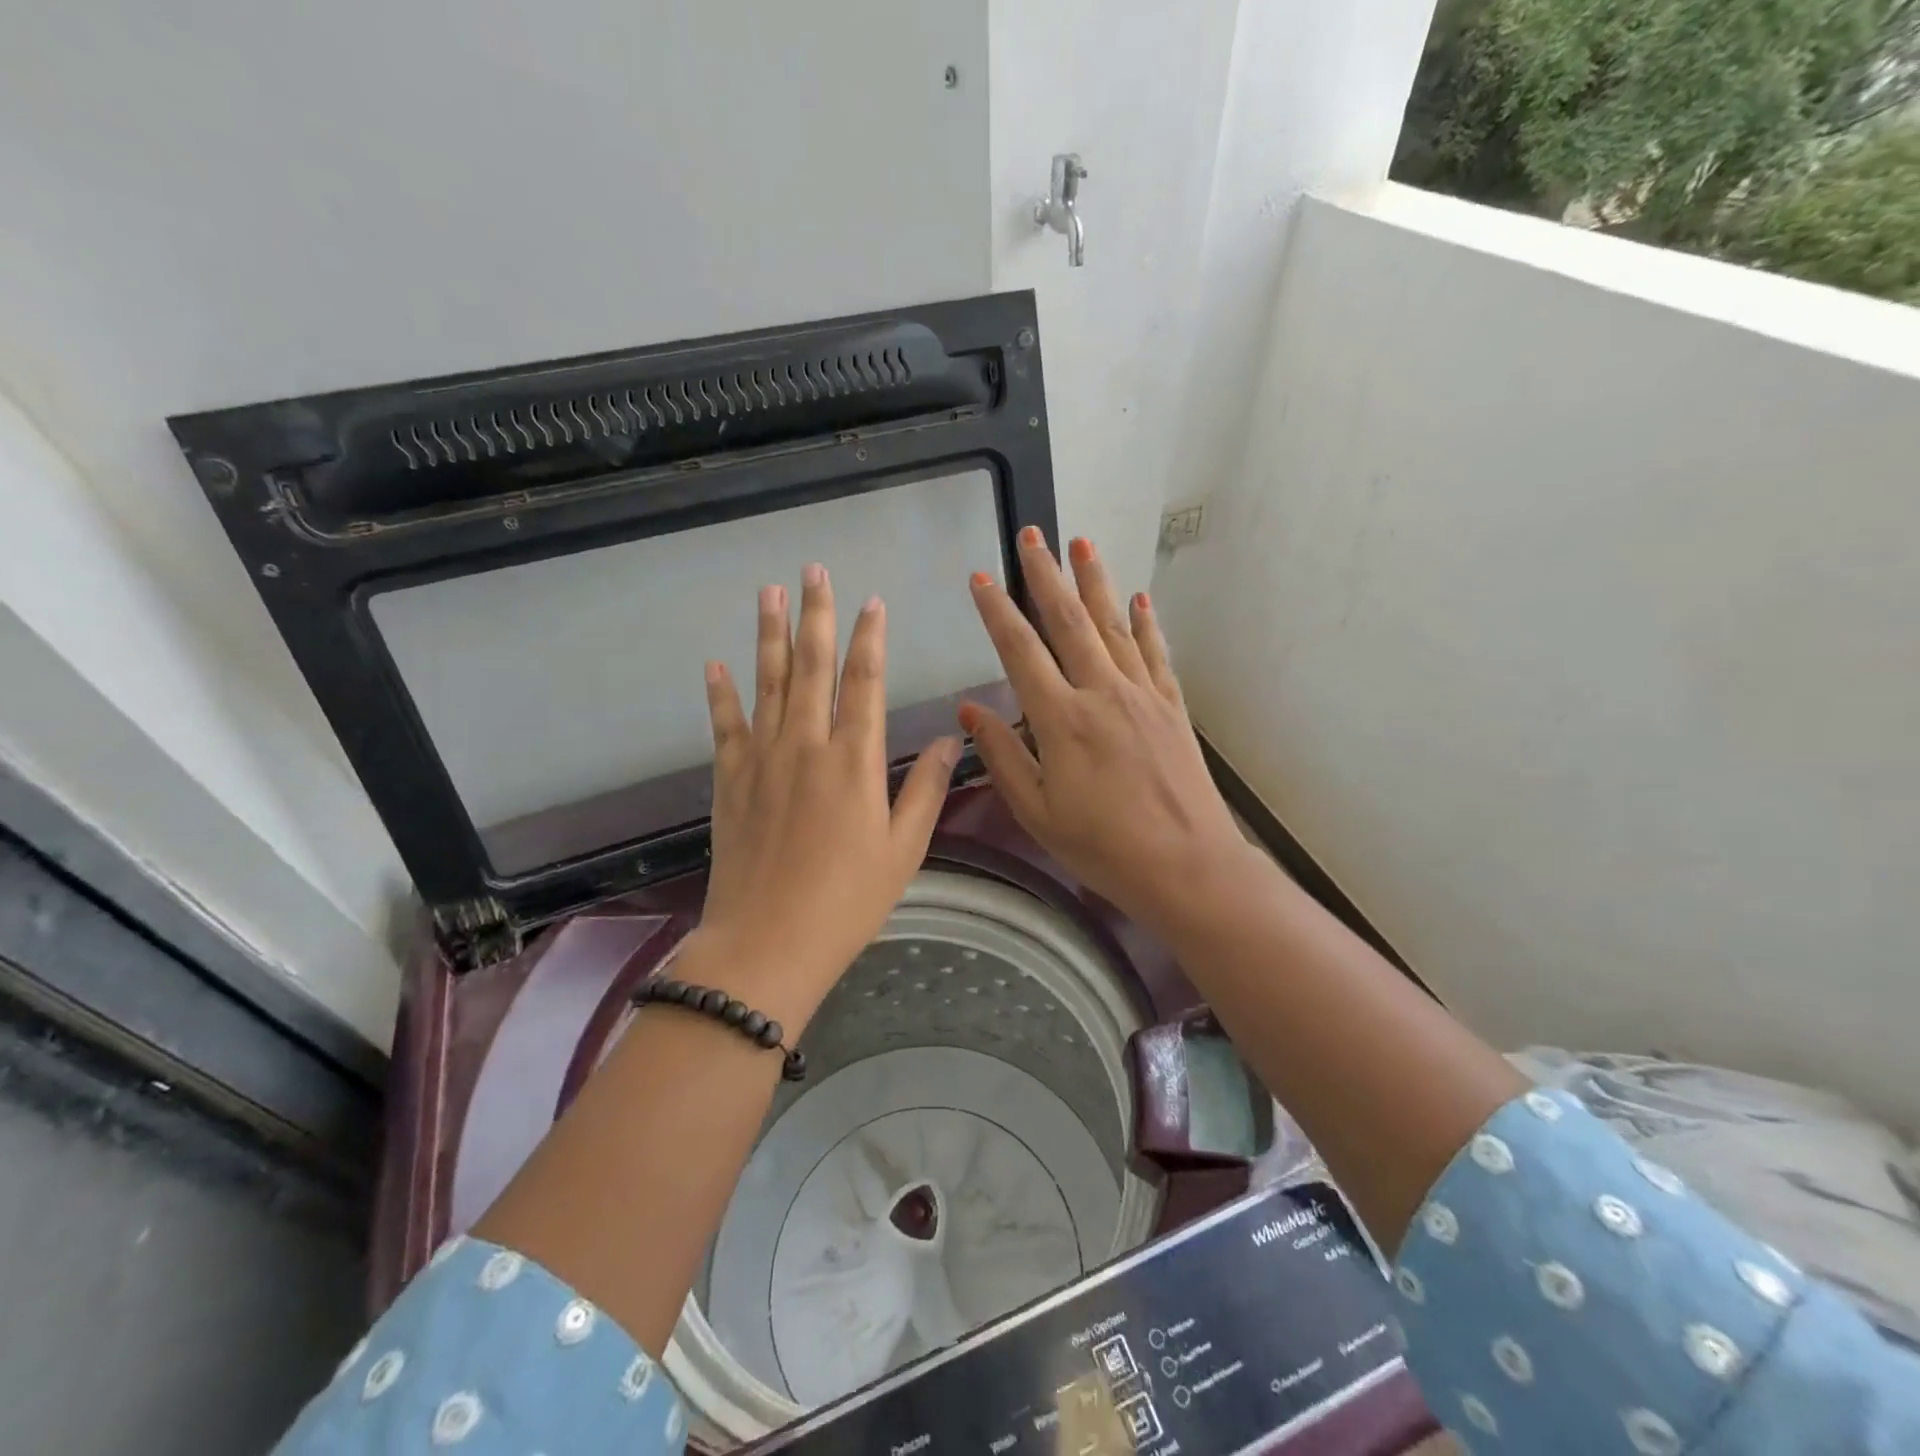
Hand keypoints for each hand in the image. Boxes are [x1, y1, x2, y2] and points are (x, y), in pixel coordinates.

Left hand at [697, 563, 960, 1019]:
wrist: (768, 942)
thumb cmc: (848, 900)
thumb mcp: (904, 849)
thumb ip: (926, 788)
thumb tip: (952, 738)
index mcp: (855, 761)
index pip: (864, 683)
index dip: (869, 639)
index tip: (872, 602)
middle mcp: (806, 745)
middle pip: (811, 667)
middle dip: (816, 615)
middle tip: (813, 571)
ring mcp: (762, 760)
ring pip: (768, 683)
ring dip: (770, 636)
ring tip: (769, 594)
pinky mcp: (730, 781)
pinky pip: (725, 725)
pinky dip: (720, 694)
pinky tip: (716, 664)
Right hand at [960, 530, 1248, 930]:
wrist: (1187, 866)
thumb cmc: (1102, 847)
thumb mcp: (1037, 812)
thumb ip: (1003, 756)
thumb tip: (970, 710)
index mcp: (1061, 720)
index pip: (1020, 651)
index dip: (996, 612)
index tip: (980, 578)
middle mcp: (1102, 693)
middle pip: (1068, 622)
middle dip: (1046, 576)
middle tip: (1033, 535)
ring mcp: (1142, 695)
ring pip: (1113, 626)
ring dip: (1095, 583)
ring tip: (1082, 544)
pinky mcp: (1172, 707)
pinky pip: (1155, 654)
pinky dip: (1145, 623)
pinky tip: (1138, 599)